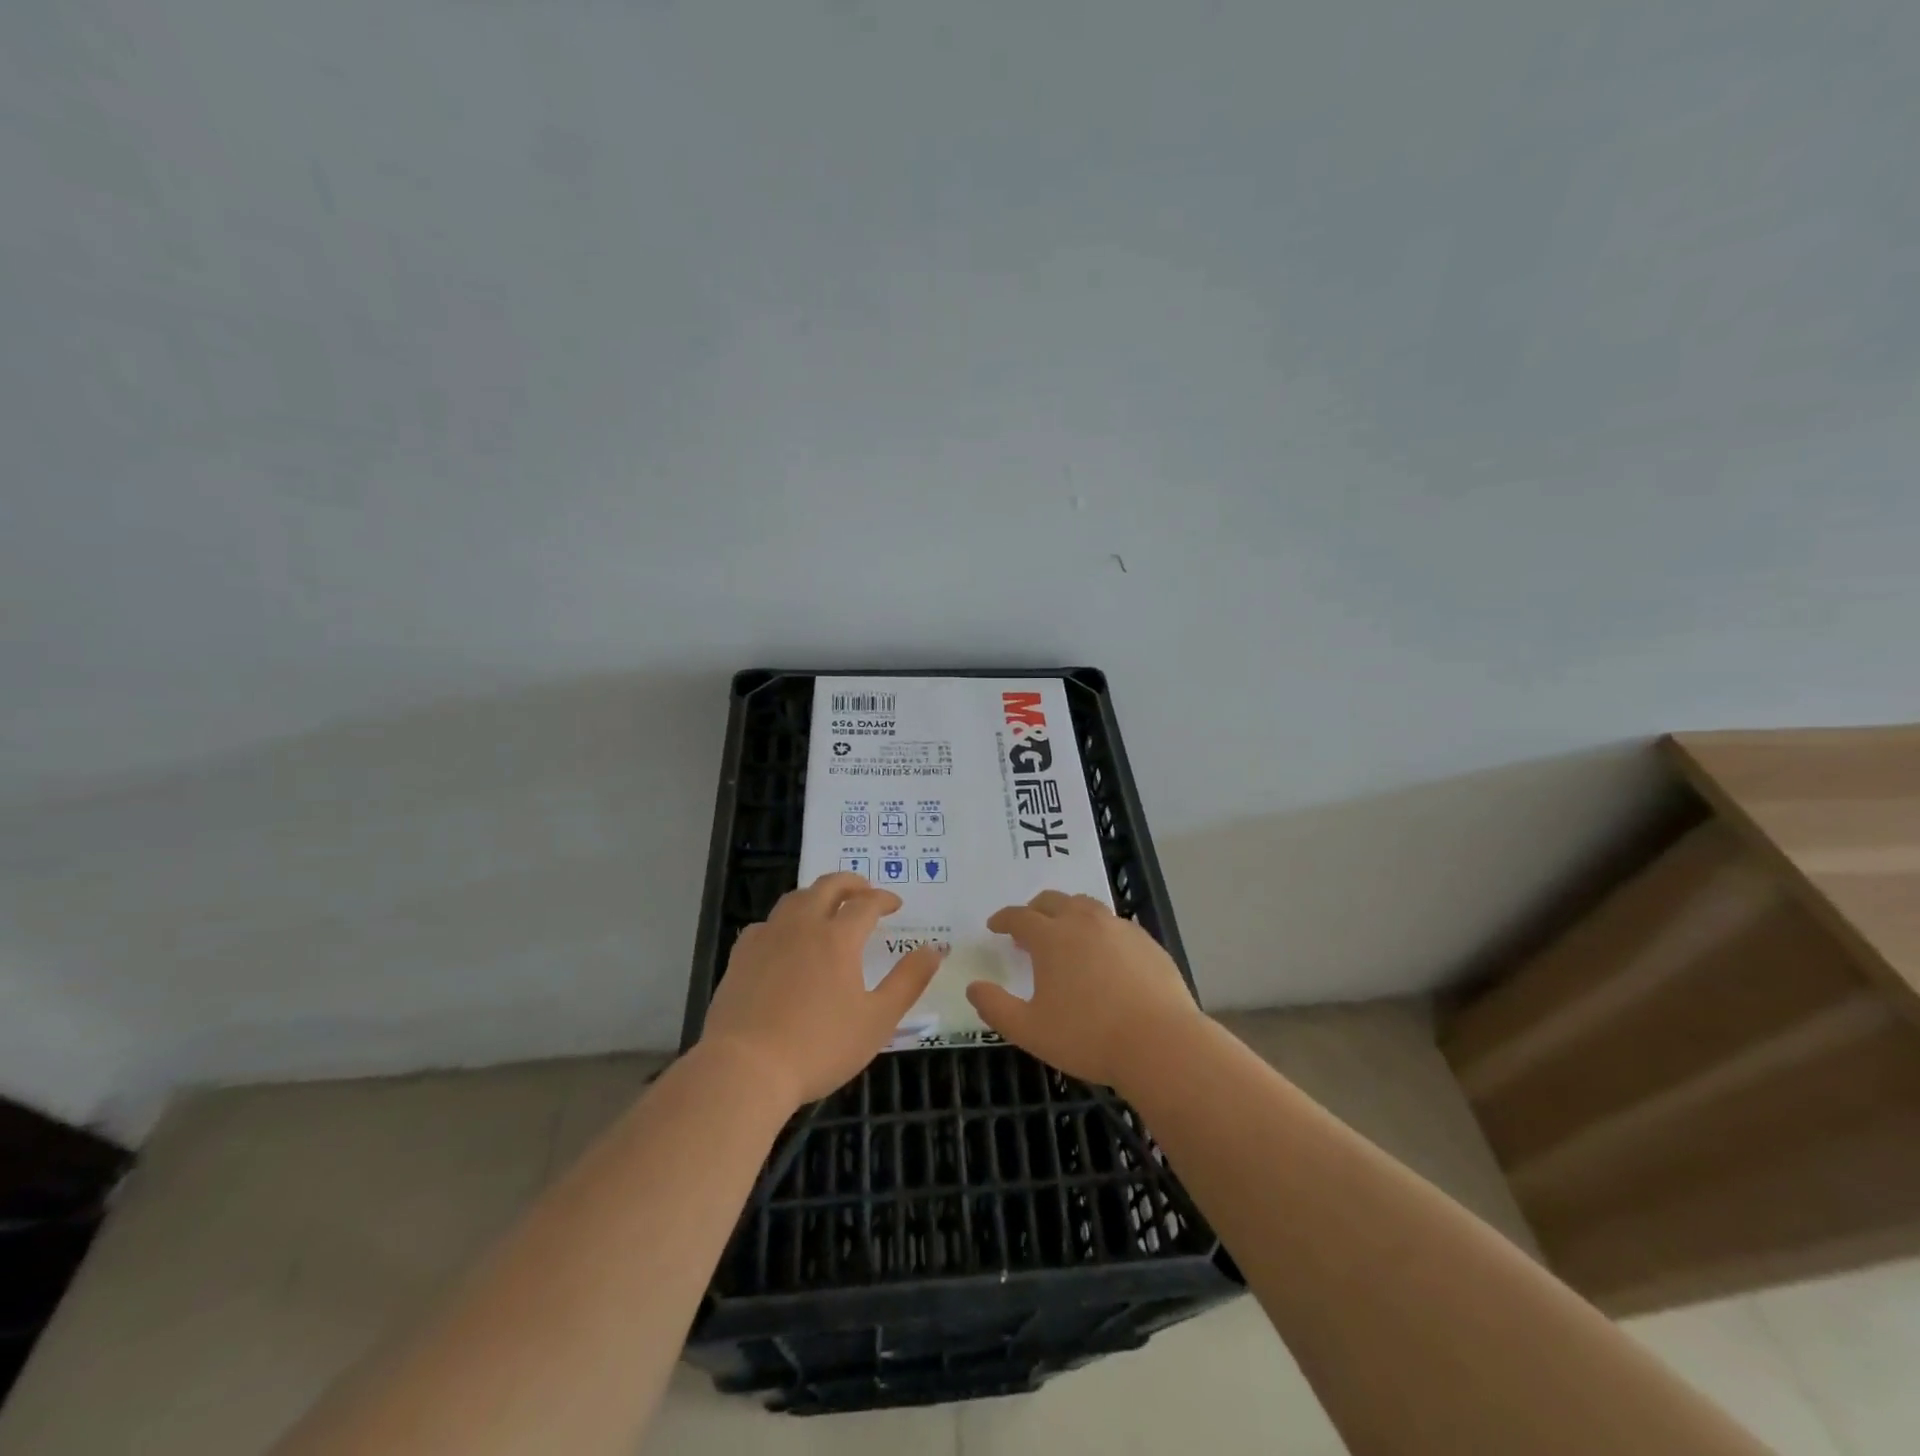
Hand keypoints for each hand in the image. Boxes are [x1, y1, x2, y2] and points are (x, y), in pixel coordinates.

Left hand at [700, 872, 943, 1105]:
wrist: (745, 1068)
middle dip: (850, 883)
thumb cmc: (819, 1047)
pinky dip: (784, 921)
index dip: (883, 899)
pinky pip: (766, 924)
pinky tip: (784, 938)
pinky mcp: (741, 956)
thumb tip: (934, 949)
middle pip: (827, 887)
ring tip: (827, 906)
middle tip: (864, 890)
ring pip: (794, 899)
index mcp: (838, 938)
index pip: (866, 903)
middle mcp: (802, 926)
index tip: (895, 904)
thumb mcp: (877, 1020)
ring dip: (817, 894)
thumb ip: (908, 981)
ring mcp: (768, 938)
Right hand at [968, 891, 1202, 1088]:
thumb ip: (996, 1007)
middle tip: (1028, 928)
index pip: (1020, 916)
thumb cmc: (1088, 1037)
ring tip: (1065, 934)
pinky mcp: (1147, 942)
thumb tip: (973, 987)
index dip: (1004, 919)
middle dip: (1035, 910)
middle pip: (1053, 901)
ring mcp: (1119, 928)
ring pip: (1087, 906)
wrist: (1160, 1044)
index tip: (995, 926)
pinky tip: (1103, 954)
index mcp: (1052, 938)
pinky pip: (1115, 924)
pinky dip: (1099, 930)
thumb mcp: (1030, 1030)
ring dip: (1068, 913)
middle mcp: (1084, 922)